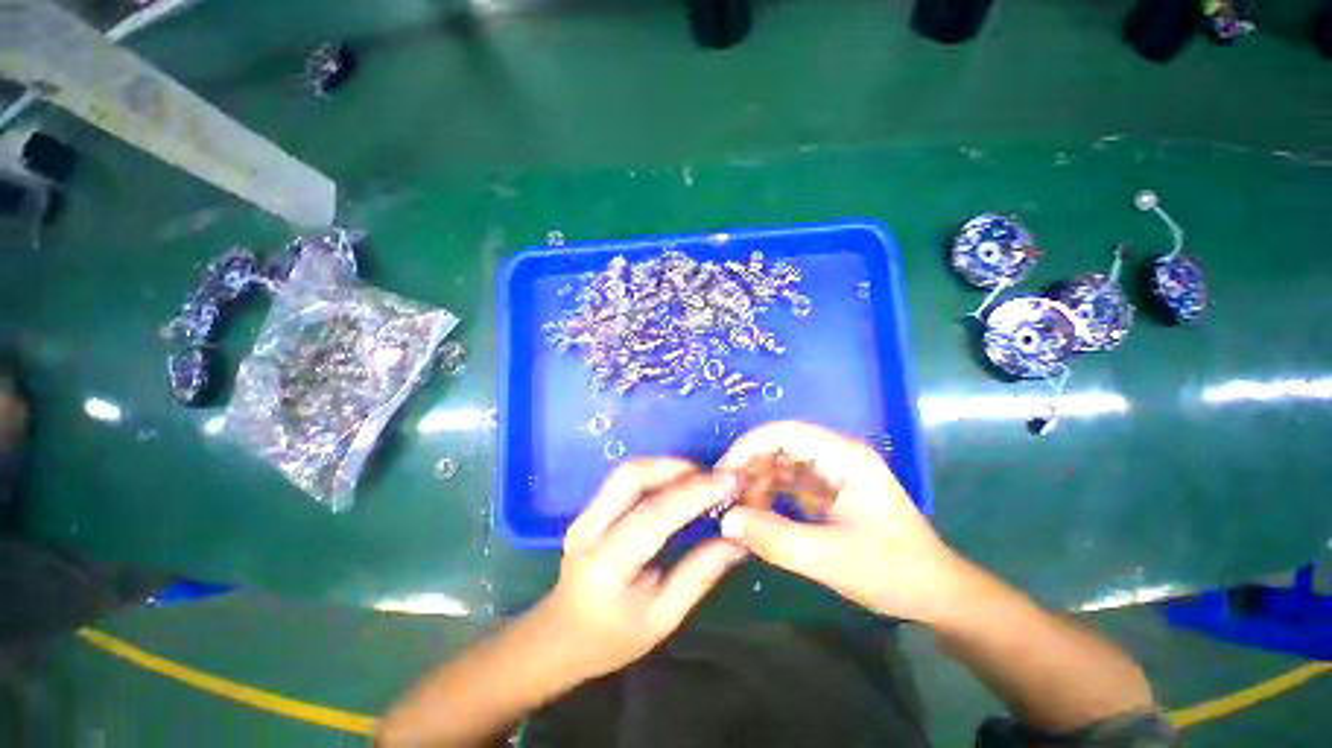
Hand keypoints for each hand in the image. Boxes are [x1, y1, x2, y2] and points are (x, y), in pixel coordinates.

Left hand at [539, 458, 745, 680]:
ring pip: (626, 471)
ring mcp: (584, 515)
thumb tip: (736, 540)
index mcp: (607, 564)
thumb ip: (698, 575)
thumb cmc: (612, 638)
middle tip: (711, 476)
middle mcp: (589, 529)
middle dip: (676, 467)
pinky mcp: (587, 508)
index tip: (727, 481)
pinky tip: (675, 484)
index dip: (693, 493)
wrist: (561, 637)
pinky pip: (624, 479)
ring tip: (698, 477)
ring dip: (665, 466)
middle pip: (631, 476)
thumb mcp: (662, 619)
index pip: (653, 514)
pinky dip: (654, 473)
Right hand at [717, 421, 961, 622]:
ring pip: (781, 464)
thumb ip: (774, 539)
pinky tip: (754, 514)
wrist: (935, 595)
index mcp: (843, 457)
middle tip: (724, 493)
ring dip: (757, 481)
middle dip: (750, 464)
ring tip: (736, 508)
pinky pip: (789, 483)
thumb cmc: (892, 572)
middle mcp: (836, 456)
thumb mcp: (830, 559)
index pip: (786, 433)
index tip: (724, 471)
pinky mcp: (827, 492)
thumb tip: (725, 521)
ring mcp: (832, 474)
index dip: (750, 445)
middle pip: (780, 445)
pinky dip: (768, 495)